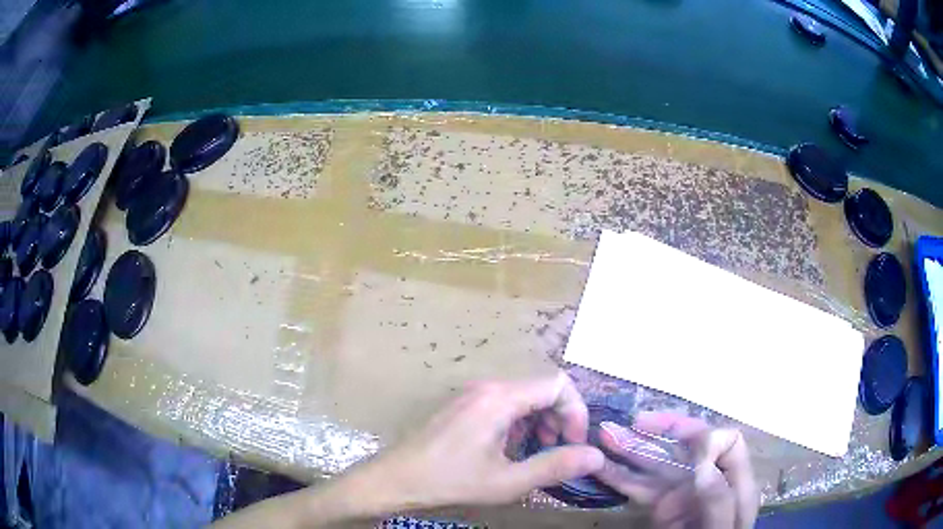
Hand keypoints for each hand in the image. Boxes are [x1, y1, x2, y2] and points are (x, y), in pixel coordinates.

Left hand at [352, 373, 604, 510]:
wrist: (395, 480)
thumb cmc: (451, 481)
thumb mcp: (508, 481)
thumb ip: (556, 466)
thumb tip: (597, 455)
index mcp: (501, 398)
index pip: (558, 384)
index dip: (576, 412)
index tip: (574, 444)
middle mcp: (489, 387)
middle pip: (542, 389)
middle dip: (560, 419)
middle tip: (557, 452)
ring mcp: (473, 395)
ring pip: (524, 397)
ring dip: (540, 423)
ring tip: (535, 454)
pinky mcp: (464, 406)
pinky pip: (505, 405)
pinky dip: (519, 424)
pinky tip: (510, 451)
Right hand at [594, 413, 758, 528]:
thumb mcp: (724, 527)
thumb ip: (719, 498)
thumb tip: (703, 462)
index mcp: (733, 479)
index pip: (726, 442)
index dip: (706, 438)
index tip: (681, 447)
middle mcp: (707, 479)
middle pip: (687, 446)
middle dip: (659, 432)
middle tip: (632, 423)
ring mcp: (683, 492)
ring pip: (658, 464)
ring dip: (632, 449)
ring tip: (606, 435)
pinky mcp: (661, 506)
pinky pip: (640, 488)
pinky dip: (620, 477)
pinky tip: (601, 467)